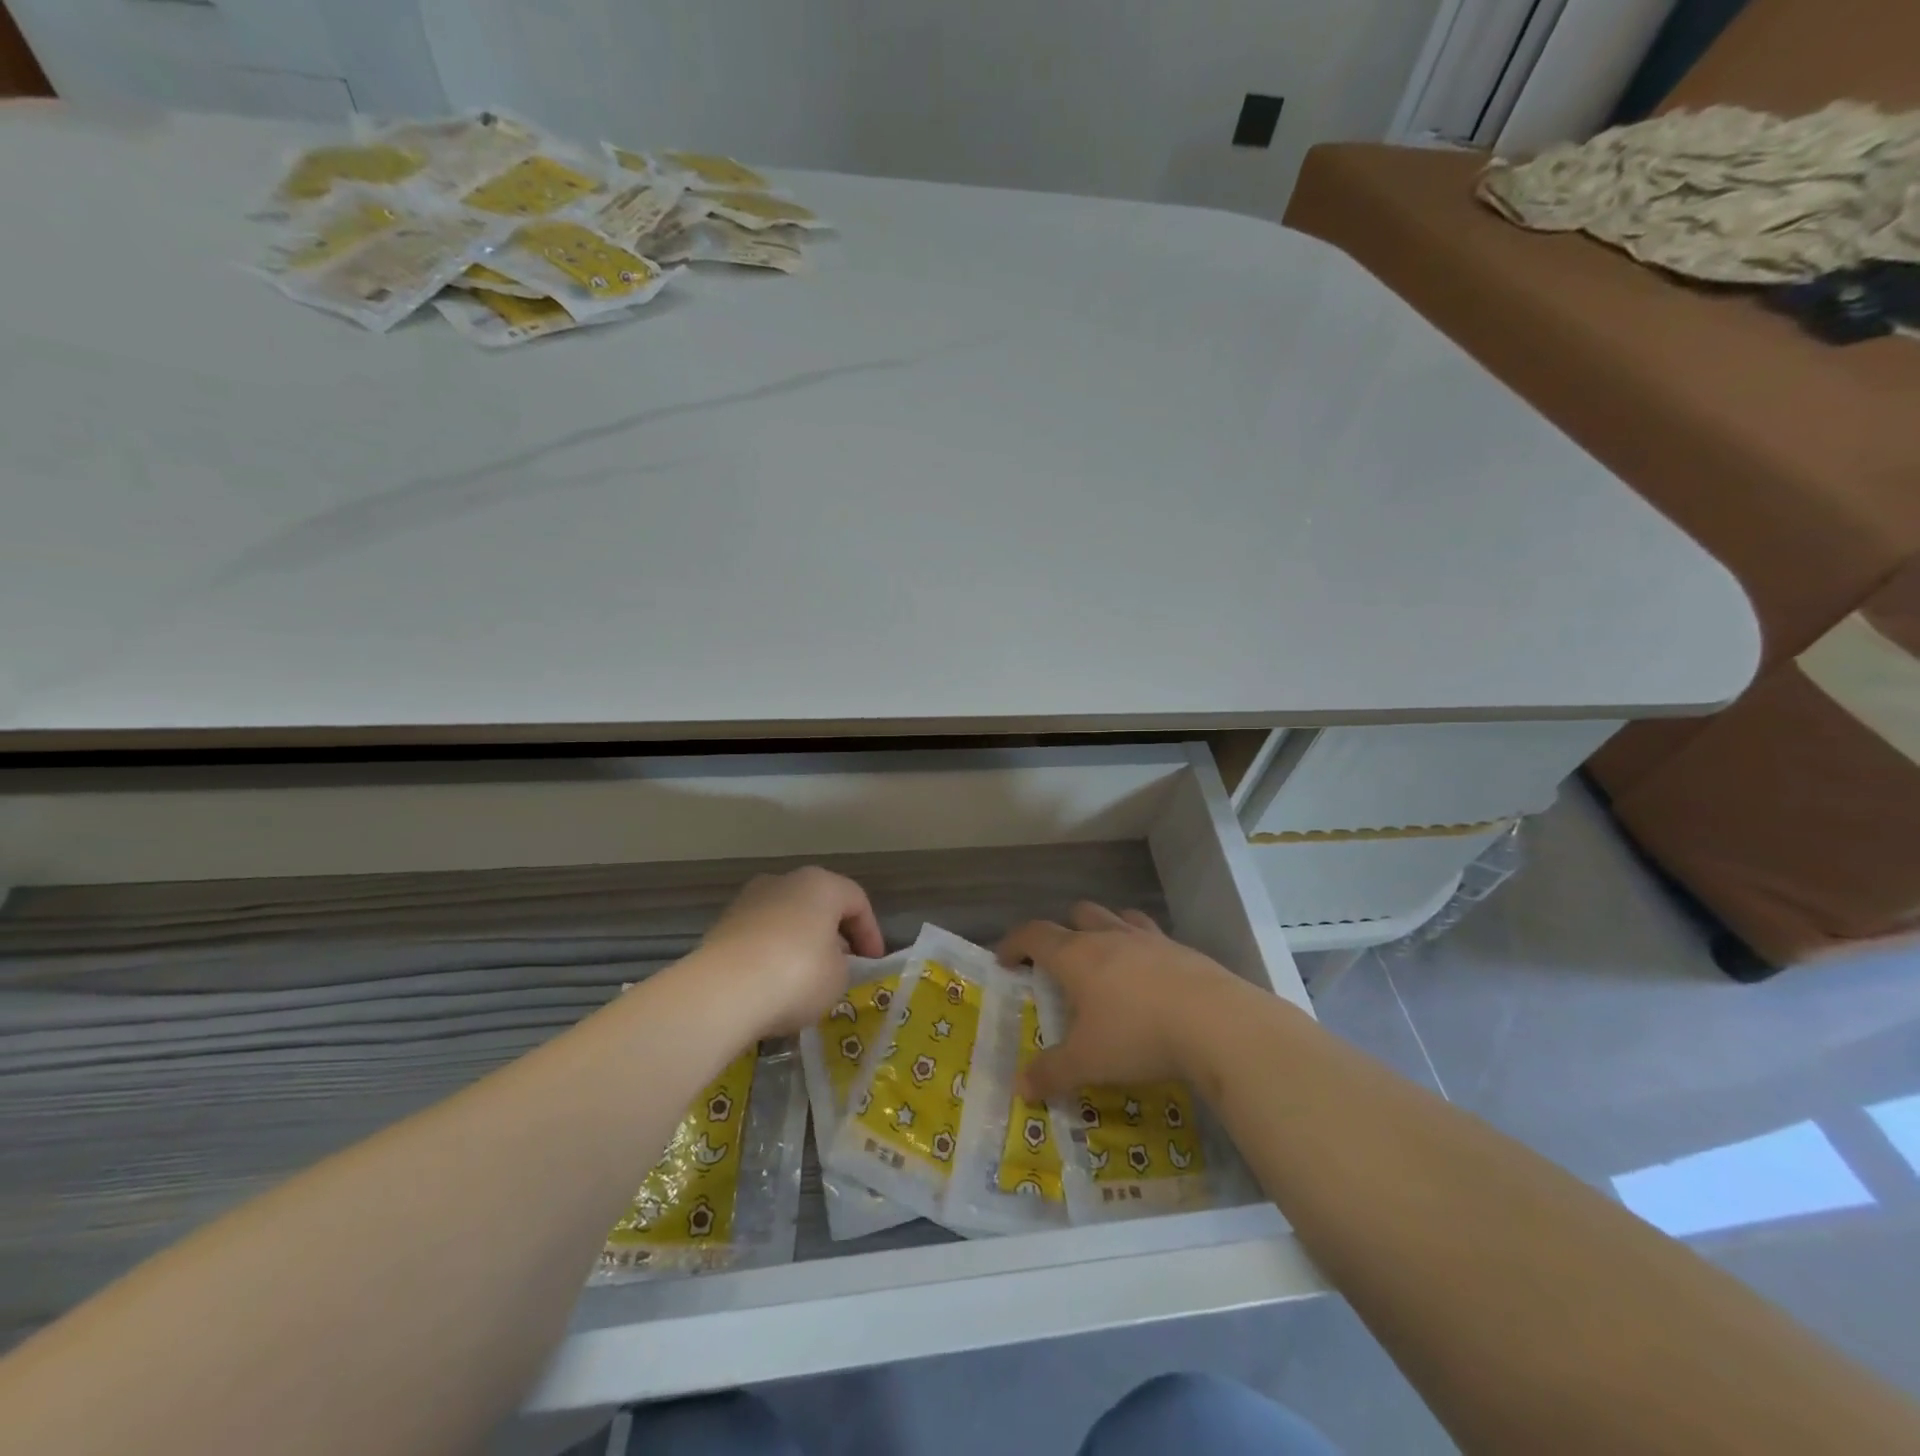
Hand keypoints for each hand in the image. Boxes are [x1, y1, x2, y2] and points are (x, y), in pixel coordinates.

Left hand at [695, 867, 884, 1038]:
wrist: (722, 992)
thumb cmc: (797, 974)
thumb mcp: (838, 976)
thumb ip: (841, 964)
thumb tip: (827, 962)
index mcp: (820, 884)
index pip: (857, 901)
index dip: (871, 933)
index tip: (873, 964)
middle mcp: (783, 881)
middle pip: (819, 905)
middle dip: (833, 935)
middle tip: (844, 966)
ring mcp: (748, 901)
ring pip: (787, 919)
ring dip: (801, 944)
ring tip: (807, 979)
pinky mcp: (722, 926)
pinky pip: (760, 938)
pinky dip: (772, 955)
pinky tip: (775, 984)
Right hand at [997, 902, 1252, 1101]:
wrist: (1216, 1023)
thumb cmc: (1137, 1035)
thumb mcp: (1088, 1062)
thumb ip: (1051, 1073)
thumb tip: (1021, 1087)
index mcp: (1076, 955)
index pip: (1034, 935)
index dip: (1014, 943)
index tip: (1004, 959)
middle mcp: (1109, 936)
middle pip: (1078, 914)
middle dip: (1062, 931)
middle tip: (1059, 962)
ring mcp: (1149, 939)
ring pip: (1117, 917)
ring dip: (1105, 930)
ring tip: (1106, 959)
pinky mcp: (1182, 950)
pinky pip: (1152, 937)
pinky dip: (1142, 949)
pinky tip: (1151, 979)